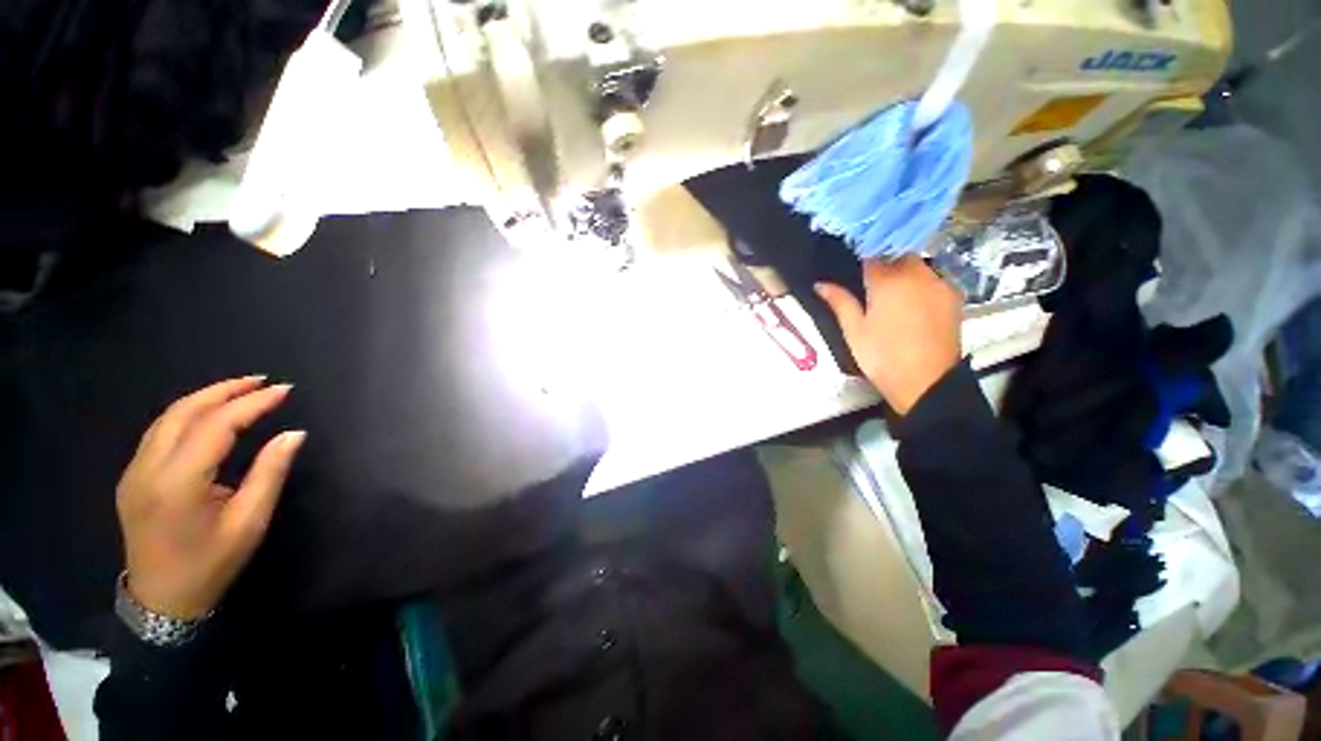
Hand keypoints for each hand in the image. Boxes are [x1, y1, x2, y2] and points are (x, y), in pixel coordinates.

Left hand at [116, 377, 305, 618]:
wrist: (161, 601)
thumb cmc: (211, 564)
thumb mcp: (249, 522)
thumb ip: (270, 473)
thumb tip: (294, 434)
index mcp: (178, 482)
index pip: (216, 426)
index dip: (252, 404)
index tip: (285, 391)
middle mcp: (148, 469)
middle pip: (184, 412)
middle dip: (225, 390)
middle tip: (263, 381)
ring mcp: (134, 471)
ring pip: (167, 417)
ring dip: (205, 397)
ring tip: (240, 390)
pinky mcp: (133, 476)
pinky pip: (160, 431)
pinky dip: (188, 413)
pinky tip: (209, 414)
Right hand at [816, 257, 962, 414]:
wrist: (926, 382)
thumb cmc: (882, 356)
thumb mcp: (854, 330)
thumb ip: (839, 301)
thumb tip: (819, 284)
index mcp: (888, 280)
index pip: (872, 254)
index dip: (860, 259)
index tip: (851, 268)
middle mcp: (917, 273)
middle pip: (897, 255)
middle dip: (883, 262)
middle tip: (868, 284)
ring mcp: (939, 283)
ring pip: (917, 265)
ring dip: (902, 271)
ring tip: (889, 293)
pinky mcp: (953, 296)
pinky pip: (932, 279)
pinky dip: (918, 283)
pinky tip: (910, 303)